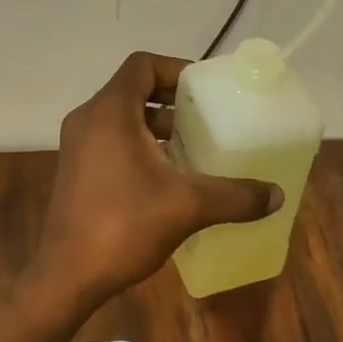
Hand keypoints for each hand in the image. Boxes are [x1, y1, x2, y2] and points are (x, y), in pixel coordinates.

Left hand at [31, 52, 280, 310]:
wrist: (66, 276)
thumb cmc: (123, 225)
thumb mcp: (187, 206)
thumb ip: (234, 196)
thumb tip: (277, 195)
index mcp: (110, 111)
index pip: (142, 65)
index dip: (175, 69)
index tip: (203, 89)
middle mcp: (89, 118)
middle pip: (133, 88)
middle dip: (171, 99)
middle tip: (204, 116)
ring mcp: (78, 144)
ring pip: (122, 116)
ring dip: (156, 123)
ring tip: (191, 145)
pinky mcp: (76, 168)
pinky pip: (111, 138)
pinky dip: (139, 143)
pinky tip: (167, 174)